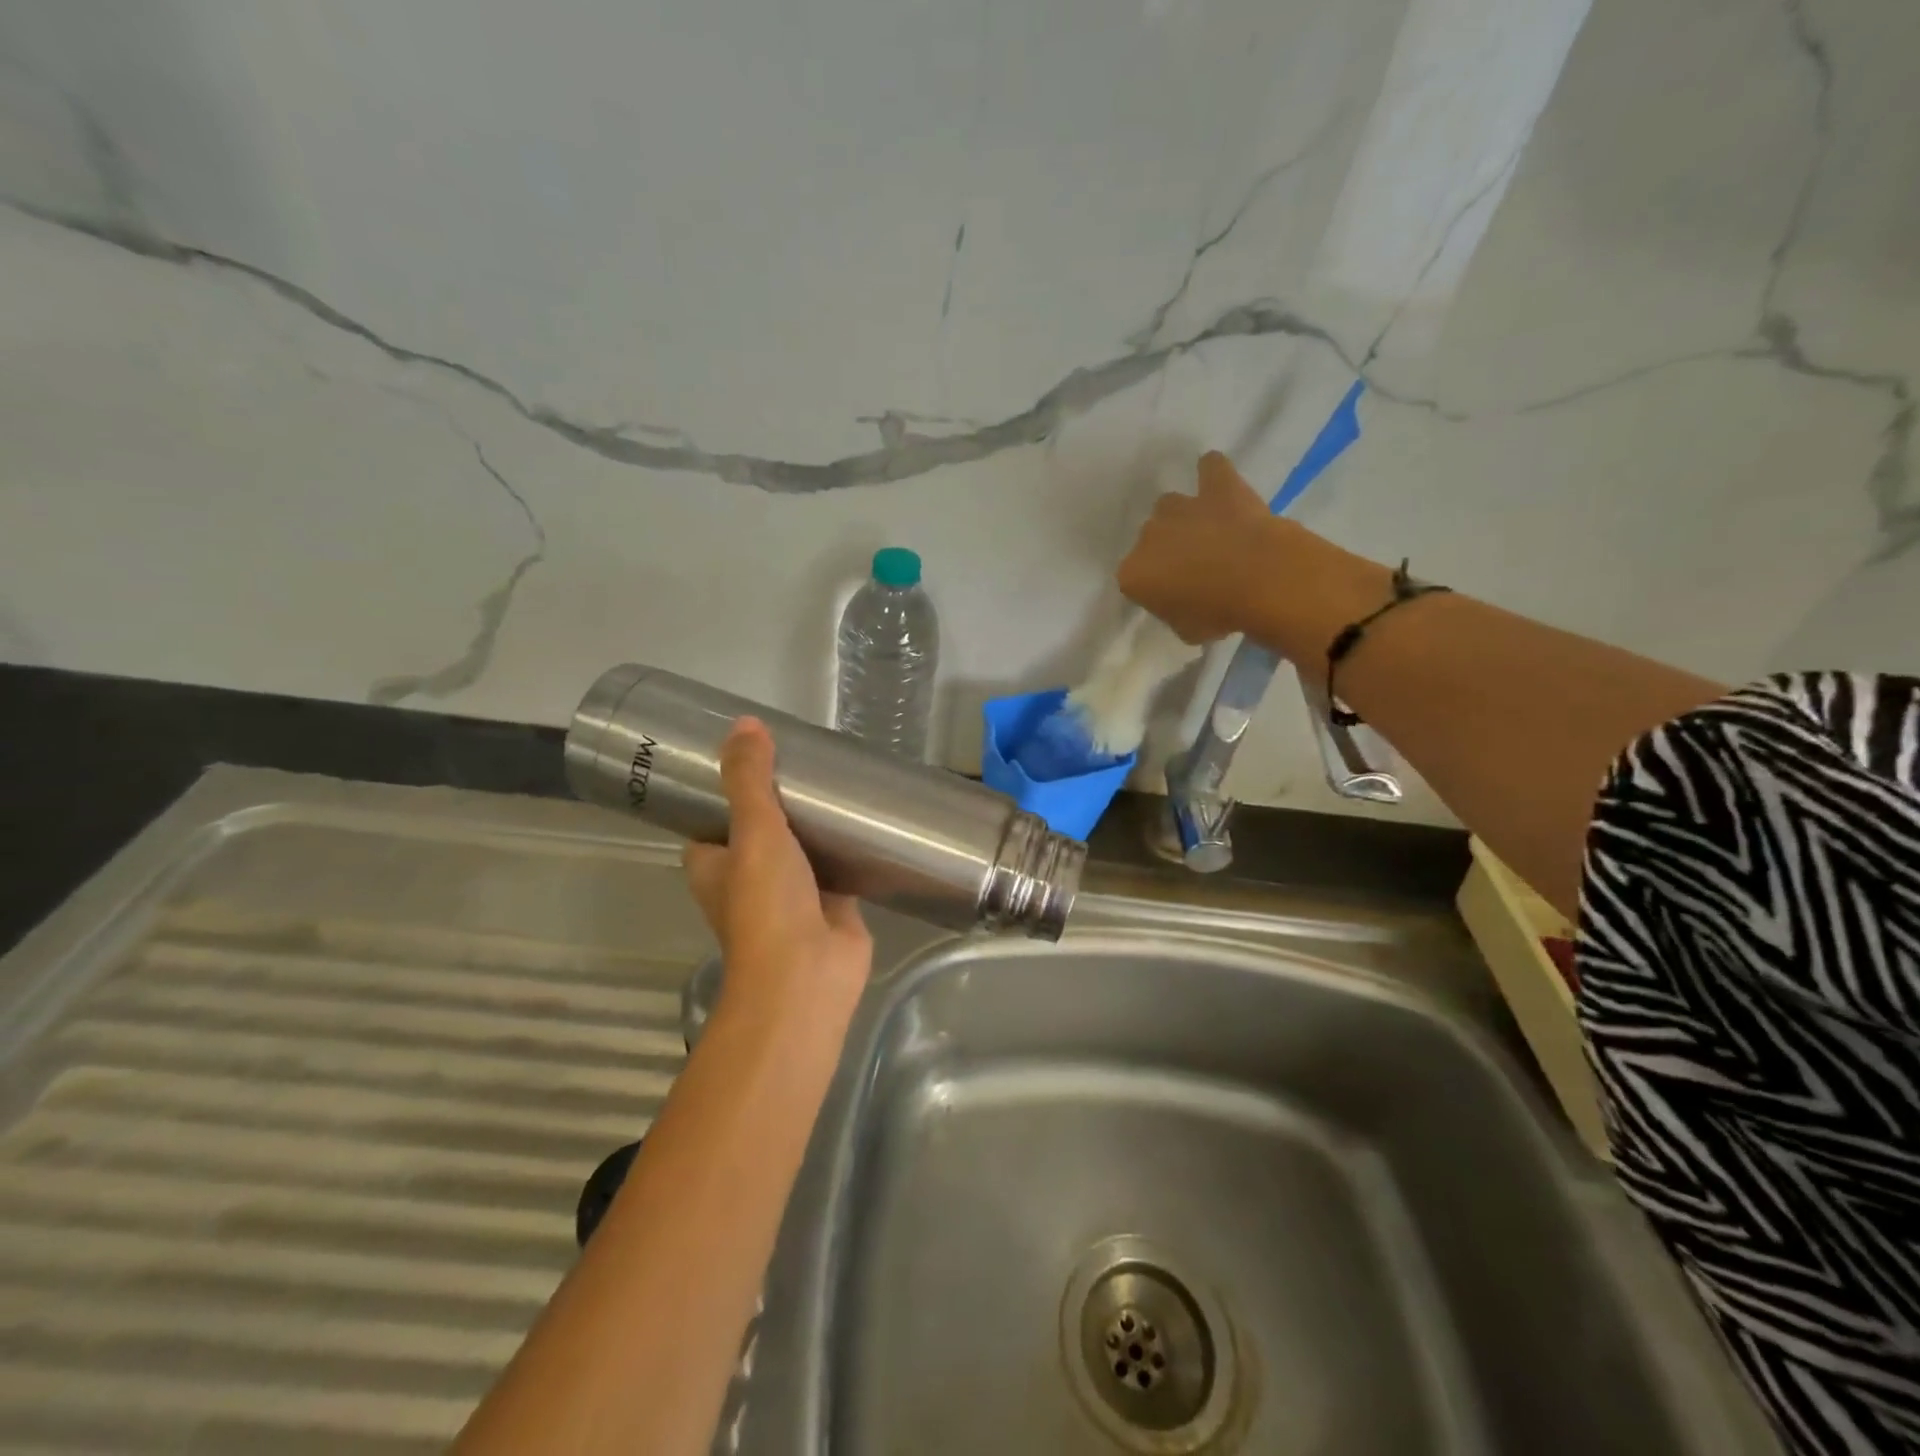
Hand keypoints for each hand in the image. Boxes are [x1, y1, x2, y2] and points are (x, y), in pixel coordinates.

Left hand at [682, 718, 872, 1025]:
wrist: (808, 975)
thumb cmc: (766, 905)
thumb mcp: (753, 830)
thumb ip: (749, 779)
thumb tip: (745, 723)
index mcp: (713, 865)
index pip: (711, 819)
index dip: (725, 789)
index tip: (750, 756)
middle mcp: (747, 879)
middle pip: (761, 829)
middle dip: (779, 800)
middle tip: (802, 758)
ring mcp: (791, 893)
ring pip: (801, 847)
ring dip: (814, 822)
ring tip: (835, 778)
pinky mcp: (831, 902)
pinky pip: (838, 864)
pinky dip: (848, 845)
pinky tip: (867, 817)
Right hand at [1116, 451, 1280, 643]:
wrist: (1262, 580)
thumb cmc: (1219, 614)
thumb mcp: (1187, 630)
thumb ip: (1175, 613)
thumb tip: (1182, 604)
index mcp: (1133, 574)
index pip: (1135, 580)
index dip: (1156, 589)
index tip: (1175, 598)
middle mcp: (1147, 536)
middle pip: (1151, 540)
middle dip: (1168, 552)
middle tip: (1195, 569)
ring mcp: (1180, 507)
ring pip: (1170, 506)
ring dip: (1183, 518)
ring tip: (1208, 532)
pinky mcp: (1217, 486)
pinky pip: (1210, 469)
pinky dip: (1212, 472)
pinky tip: (1219, 481)